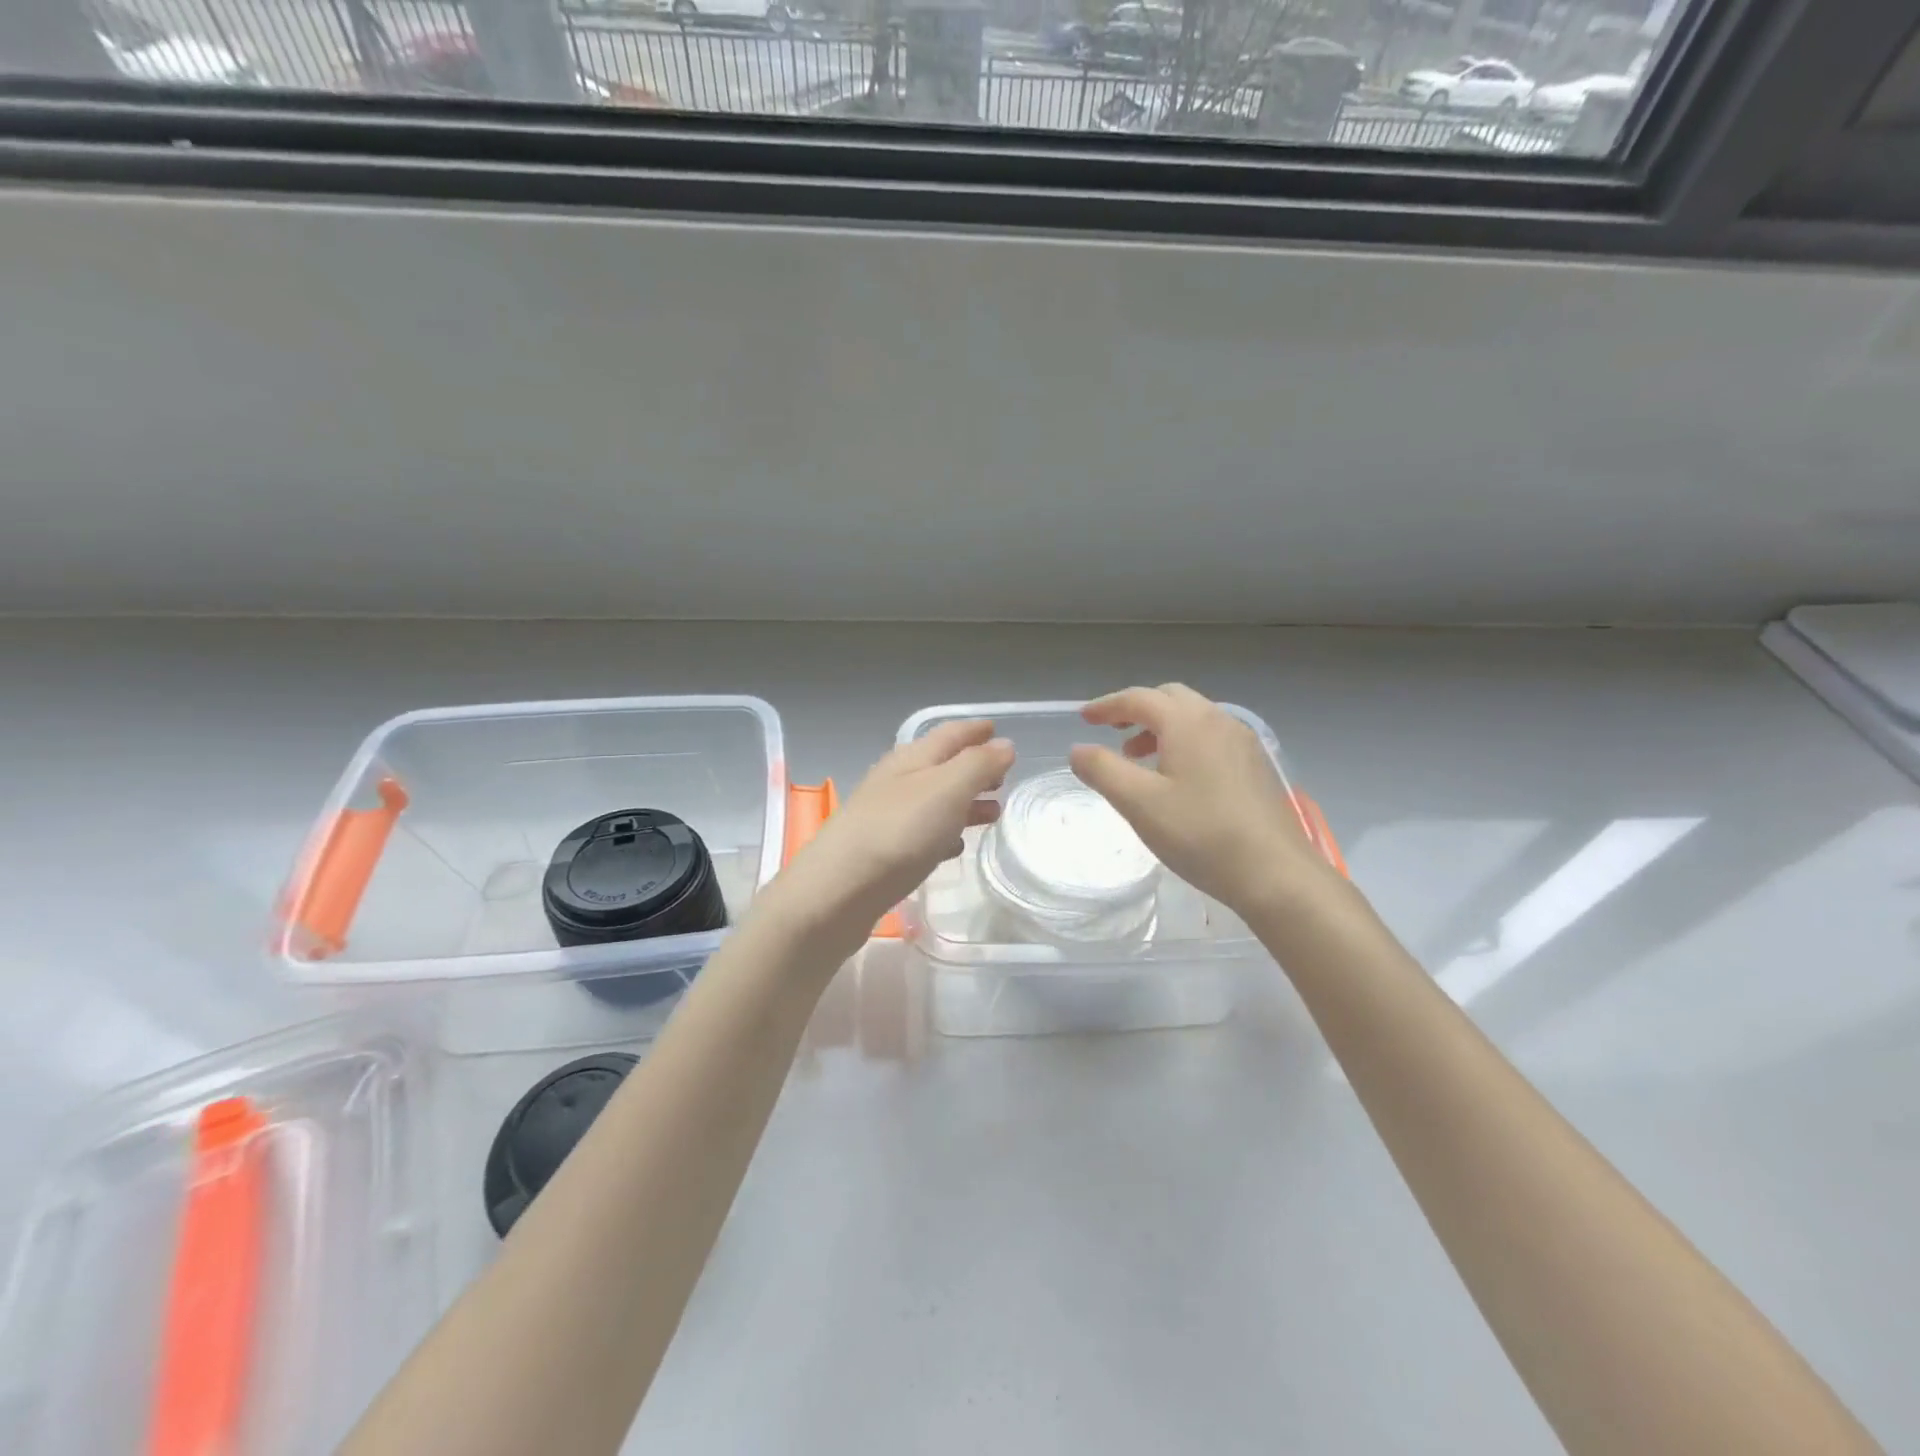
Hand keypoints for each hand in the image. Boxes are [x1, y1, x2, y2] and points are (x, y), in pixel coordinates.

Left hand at [760, 720, 1013, 959]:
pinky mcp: (883, 852)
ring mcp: (887, 817)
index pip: (949, 734)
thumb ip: (978, 766)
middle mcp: (897, 782)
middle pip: (942, 767)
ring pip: (935, 801)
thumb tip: (1004, 745)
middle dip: (974, 768)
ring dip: (964, 802)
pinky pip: (923, 833)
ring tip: (993, 812)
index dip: (975, 731)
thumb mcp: (946, 790)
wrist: (837, 892)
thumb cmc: (898, 833)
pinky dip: (945, 832)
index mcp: (911, 759)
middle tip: (1004, 777)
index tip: (999, 731)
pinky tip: (956, 846)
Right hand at [1068, 684, 1333, 915]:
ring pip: (1193, 718)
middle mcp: (1219, 720)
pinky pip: (1211, 738)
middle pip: (1169, 699)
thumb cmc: (1201, 834)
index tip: (1084, 718)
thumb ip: (1102, 770)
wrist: (1276, 874)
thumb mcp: (1138, 803)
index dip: (1107, 706)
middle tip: (1111, 735)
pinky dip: (1184, 743)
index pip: (1138, 698)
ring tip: (1139, 760)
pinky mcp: (1256, 766)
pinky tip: (1177, 779)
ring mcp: (1243, 742)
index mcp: (1188, 722)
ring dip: (1160, 729)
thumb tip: (1078, 749)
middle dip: (1136, 711)